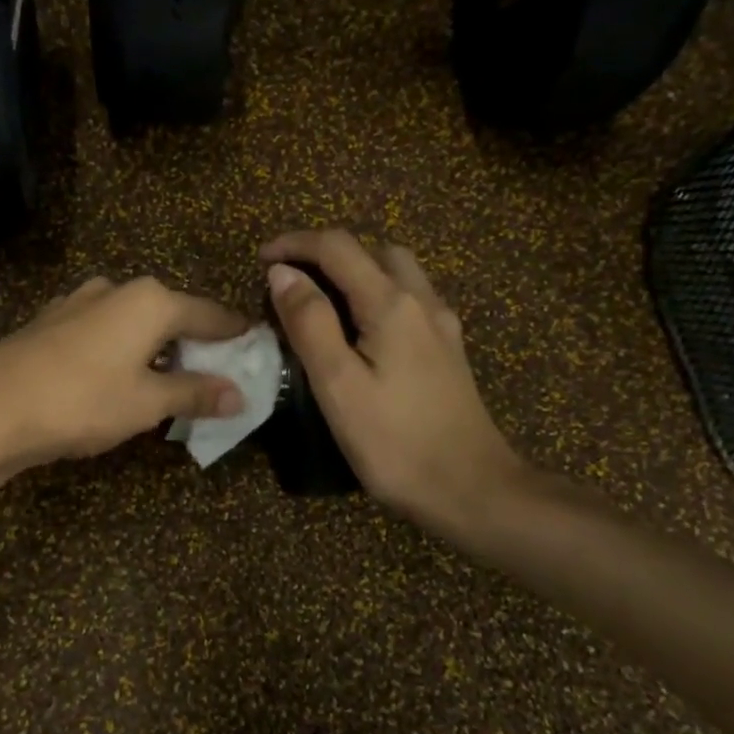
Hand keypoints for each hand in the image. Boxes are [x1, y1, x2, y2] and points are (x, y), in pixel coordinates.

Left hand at [0, 275, 247, 473]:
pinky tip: (115, 378)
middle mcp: (118, 289)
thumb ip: (195, 393)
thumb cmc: (83, 400)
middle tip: (214, 374)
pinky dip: (122, 349)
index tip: (255, 347)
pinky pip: (104, 331)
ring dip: (156, 347)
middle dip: (195, 343)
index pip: (210, 314)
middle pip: (172, 314)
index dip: (235, 334)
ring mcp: (79, 301)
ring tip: (167, 381)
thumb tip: (239, 395)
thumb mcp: (148, 402)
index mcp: (151, 301)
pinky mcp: (52, 320)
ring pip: (135, 322)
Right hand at [262, 230, 528, 544]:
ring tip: (322, 301)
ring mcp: (441, 325)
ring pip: (397, 272)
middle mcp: (422, 301)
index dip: (295, 244)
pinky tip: (362, 331)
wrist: (473, 490)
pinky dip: (377, 294)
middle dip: (327, 253)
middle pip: (373, 250)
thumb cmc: (395, 443)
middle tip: (291, 281)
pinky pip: (409, 299)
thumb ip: (309, 323)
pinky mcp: (448, 349)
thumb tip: (282, 273)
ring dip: (356, 270)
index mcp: (391, 304)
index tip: (260, 260)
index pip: (338, 247)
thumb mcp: (338, 385)